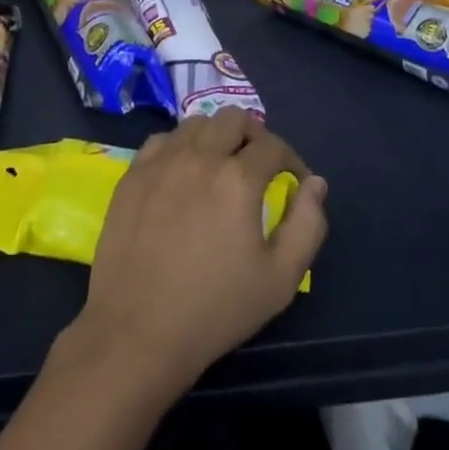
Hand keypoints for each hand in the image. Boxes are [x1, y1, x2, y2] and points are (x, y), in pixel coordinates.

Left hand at [66, 110, 327, 400]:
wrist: (138, 330)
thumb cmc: (216, 308)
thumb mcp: (281, 278)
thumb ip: (307, 224)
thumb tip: (315, 184)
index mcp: (238, 178)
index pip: (273, 145)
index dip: (291, 160)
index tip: (294, 183)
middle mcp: (199, 156)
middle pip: (233, 119)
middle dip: (255, 136)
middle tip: (259, 166)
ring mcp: (160, 162)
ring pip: (196, 124)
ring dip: (216, 137)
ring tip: (221, 166)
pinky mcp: (133, 175)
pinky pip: (162, 140)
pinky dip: (180, 147)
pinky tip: (183, 174)